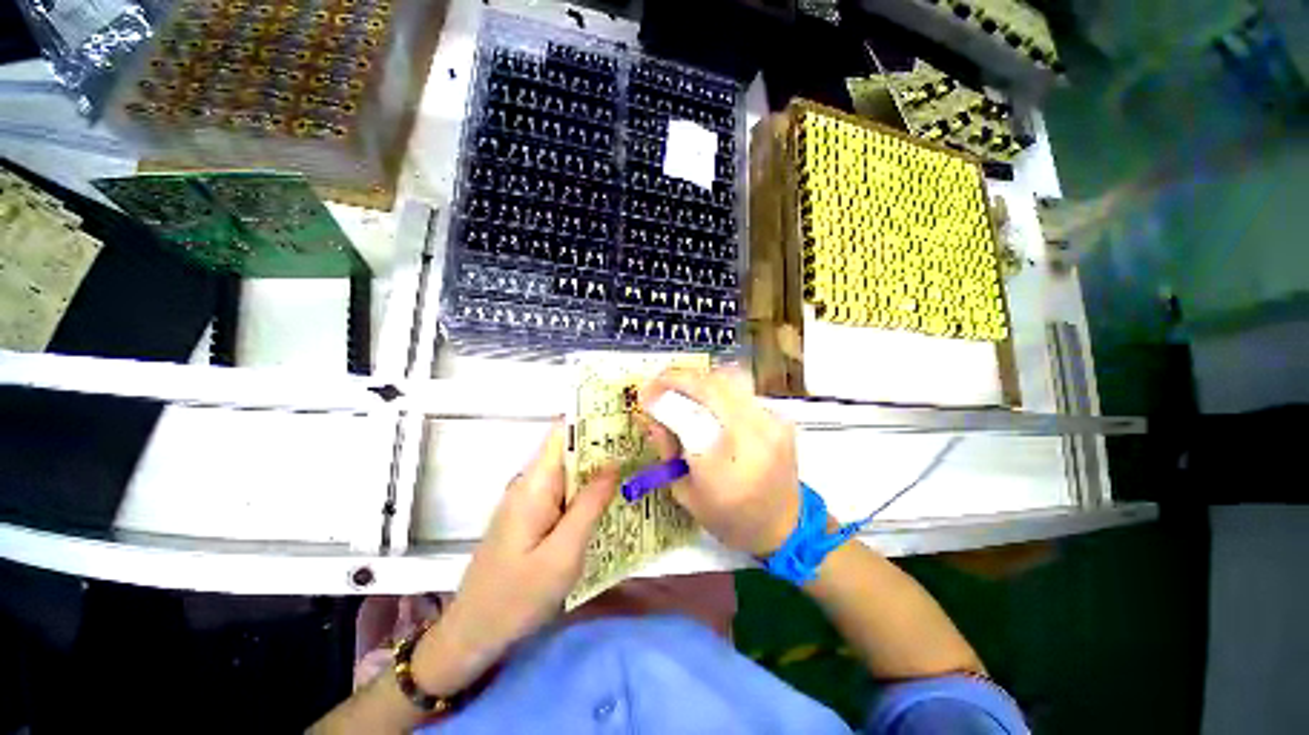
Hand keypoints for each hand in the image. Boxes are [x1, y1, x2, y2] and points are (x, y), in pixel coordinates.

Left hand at [412, 423, 616, 694]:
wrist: (472, 635)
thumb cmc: (517, 597)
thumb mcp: (563, 554)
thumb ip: (589, 505)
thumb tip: (614, 463)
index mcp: (534, 484)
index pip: (562, 433)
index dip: (591, 419)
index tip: (623, 416)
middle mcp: (530, 483)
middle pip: (569, 449)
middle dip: (603, 444)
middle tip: (642, 444)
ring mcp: (530, 500)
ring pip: (569, 471)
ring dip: (598, 468)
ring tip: (635, 465)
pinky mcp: (532, 516)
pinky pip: (564, 492)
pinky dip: (588, 490)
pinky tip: (612, 497)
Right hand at [640, 367, 799, 555]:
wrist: (785, 526)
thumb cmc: (729, 518)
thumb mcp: (685, 492)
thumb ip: (668, 449)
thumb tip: (655, 412)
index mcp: (723, 471)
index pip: (688, 418)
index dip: (663, 400)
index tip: (645, 394)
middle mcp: (752, 439)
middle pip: (711, 387)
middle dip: (679, 378)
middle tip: (660, 383)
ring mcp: (771, 423)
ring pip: (729, 379)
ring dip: (699, 380)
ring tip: (683, 389)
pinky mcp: (780, 418)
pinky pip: (743, 390)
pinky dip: (719, 389)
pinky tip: (709, 401)